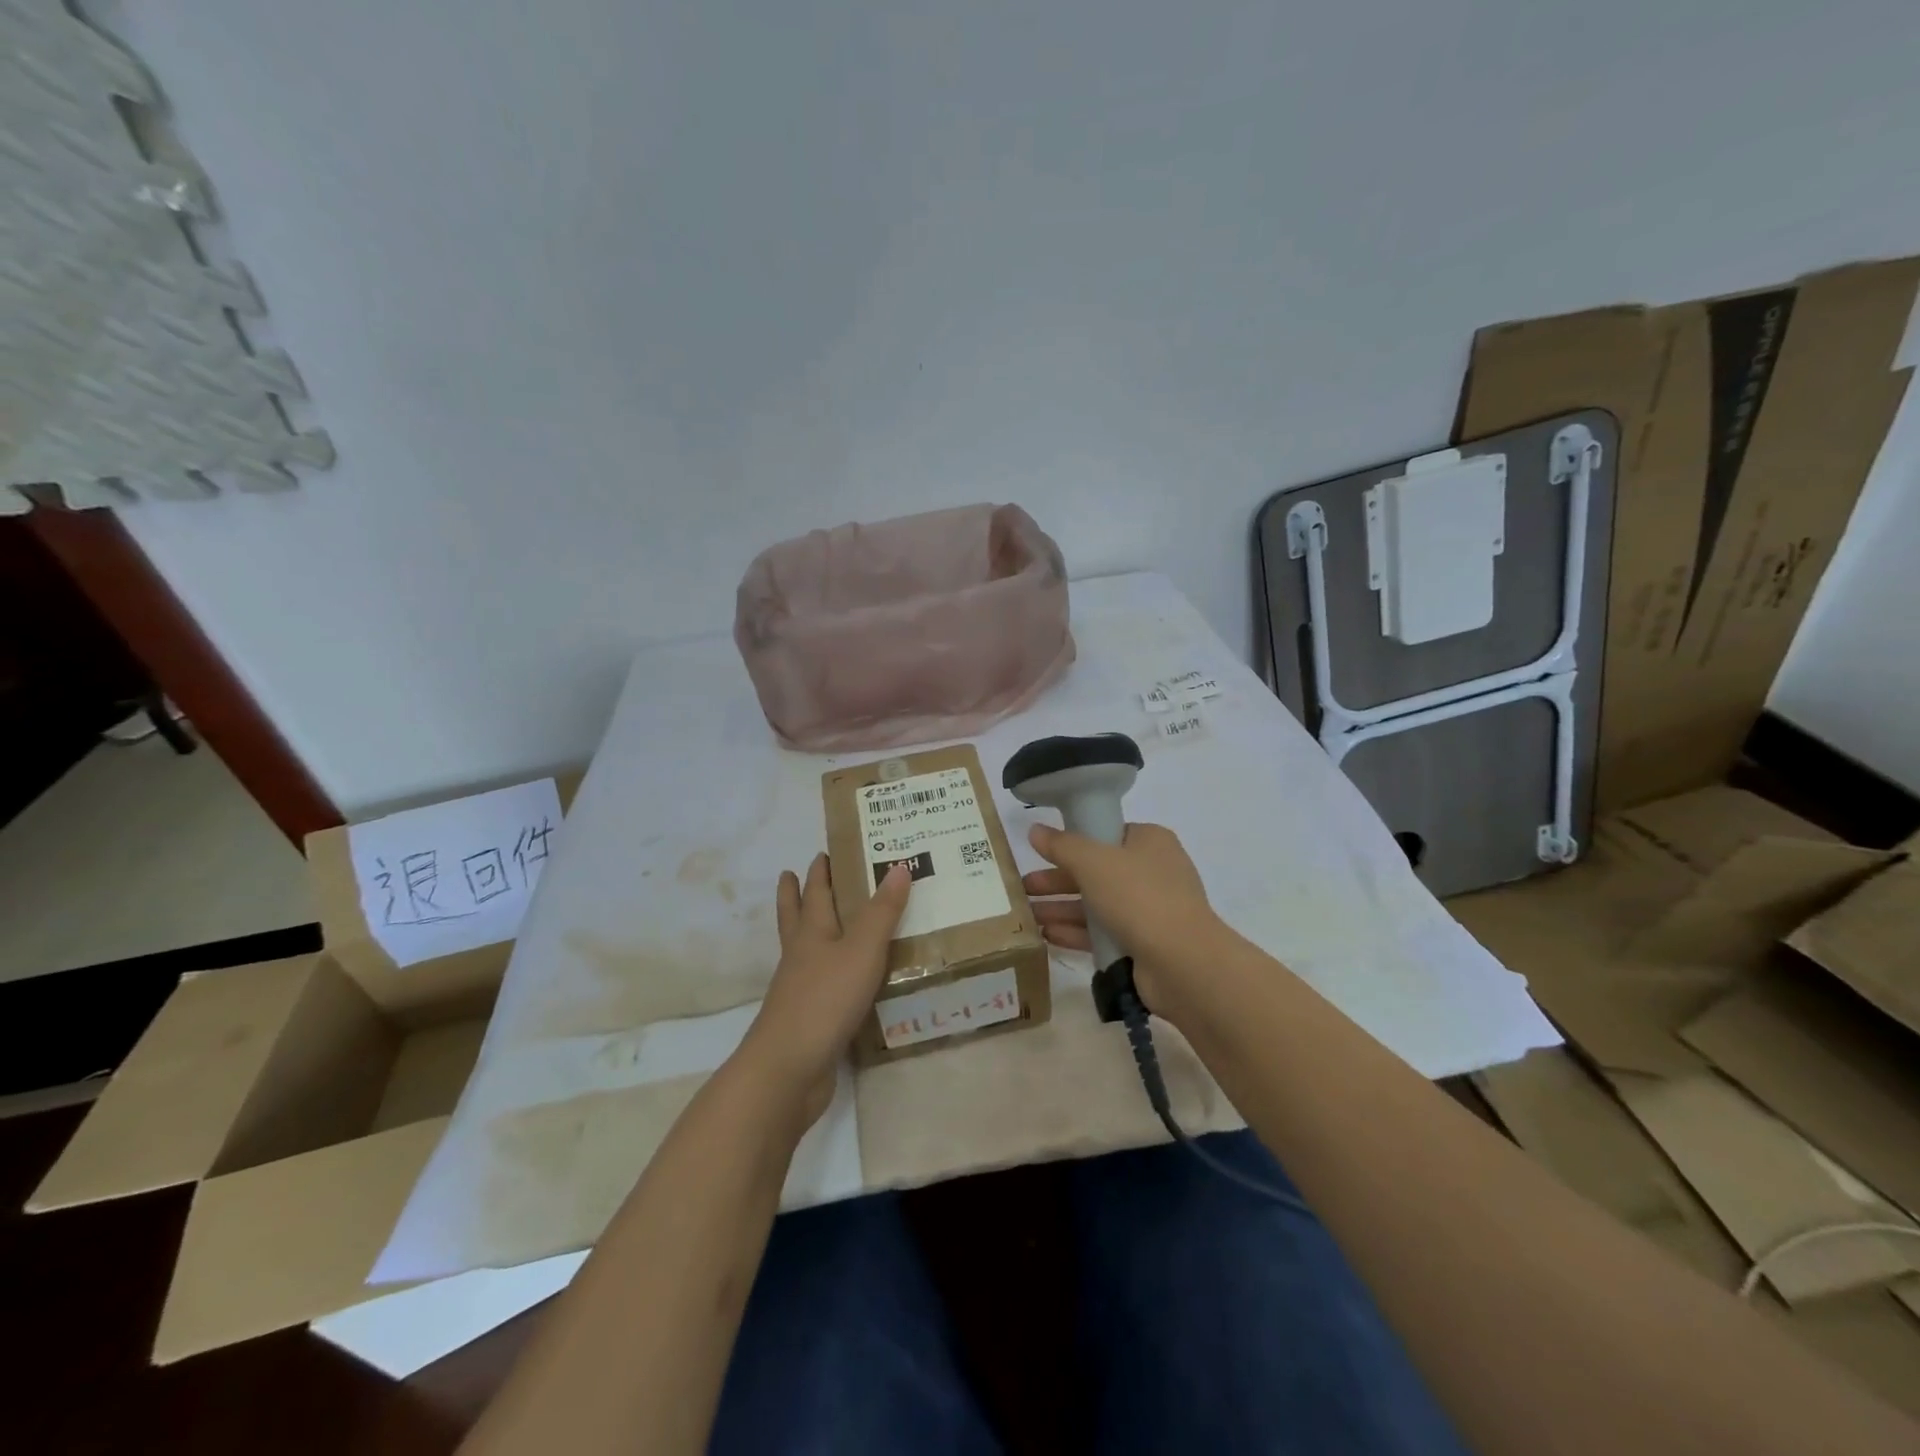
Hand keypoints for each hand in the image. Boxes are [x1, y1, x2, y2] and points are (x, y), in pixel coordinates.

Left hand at [736, 854, 909, 1127]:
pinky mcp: (807, 1020)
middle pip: (795, 918)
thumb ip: (883, 912)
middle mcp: (800, 956)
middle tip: (792, 873)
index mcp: (812, 933)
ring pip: (803, 951)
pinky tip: (842, 980)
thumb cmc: (825, 999)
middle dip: (795, 895)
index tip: (823, 852)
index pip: (815, 893)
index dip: (819, 872)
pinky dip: (827, 974)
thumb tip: (899, 866)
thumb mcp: (862, 950)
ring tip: (821, 923)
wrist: (788, 1069)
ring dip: (808, 933)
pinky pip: (819, 986)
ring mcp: (799, 990)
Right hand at [1023, 821, 1225, 1021]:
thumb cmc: (1139, 897)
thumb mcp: (1093, 862)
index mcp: (1150, 842)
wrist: (1182, 963)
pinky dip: (1076, 932)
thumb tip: (1035, 830)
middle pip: (1096, 871)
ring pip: (1097, 904)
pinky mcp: (1143, 944)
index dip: (1074, 841)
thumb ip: (1061, 846)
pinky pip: (1103, 933)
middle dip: (1058, 880)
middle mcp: (1153, 872)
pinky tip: (1047, 936)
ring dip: (1061, 908)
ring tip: (1026, 915)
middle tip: (1024, 887)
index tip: (1042, 851)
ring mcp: (1150, 911)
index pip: (1107, 834)